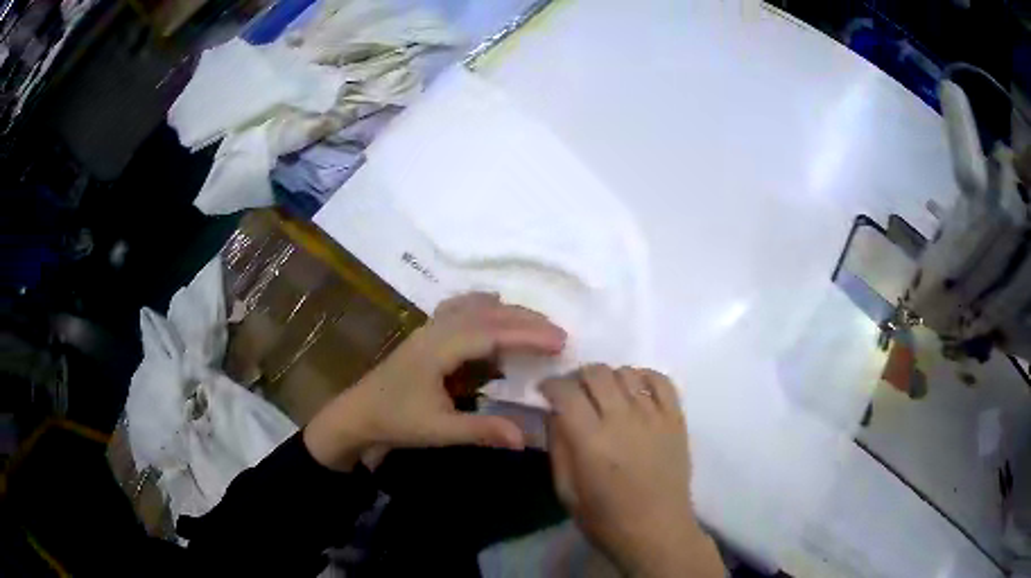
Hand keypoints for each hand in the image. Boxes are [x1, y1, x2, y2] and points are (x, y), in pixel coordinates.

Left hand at [304, 293, 565, 470]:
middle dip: (526, 321)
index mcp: (437, 349)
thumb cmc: (396, 421)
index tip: (560, 341)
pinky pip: (461, 308)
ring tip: (537, 324)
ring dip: (508, 312)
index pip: (490, 333)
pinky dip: (485, 306)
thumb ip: (482, 430)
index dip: (527, 335)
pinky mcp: (428, 333)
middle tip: (560, 334)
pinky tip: (495, 309)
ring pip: (475, 307)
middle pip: (487, 313)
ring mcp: (430, 327)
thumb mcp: (439, 430)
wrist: (358, 414)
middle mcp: (435, 330)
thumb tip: (524, 437)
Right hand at [542, 365, 723, 577]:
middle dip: (578, 377)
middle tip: (574, 393)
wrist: (656, 531)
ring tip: (605, 395)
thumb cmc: (605, 519)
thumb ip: (558, 447)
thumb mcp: (565, 491)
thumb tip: (553, 413)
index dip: (551, 385)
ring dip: (609, 377)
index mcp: (591, 440)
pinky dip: (644, 376)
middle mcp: (623, 419)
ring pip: (627, 373)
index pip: (566, 391)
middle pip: (597, 373)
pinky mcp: (676, 419)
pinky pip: (661, 380)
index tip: (546, 392)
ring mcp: (654, 416)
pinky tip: (635, 389)